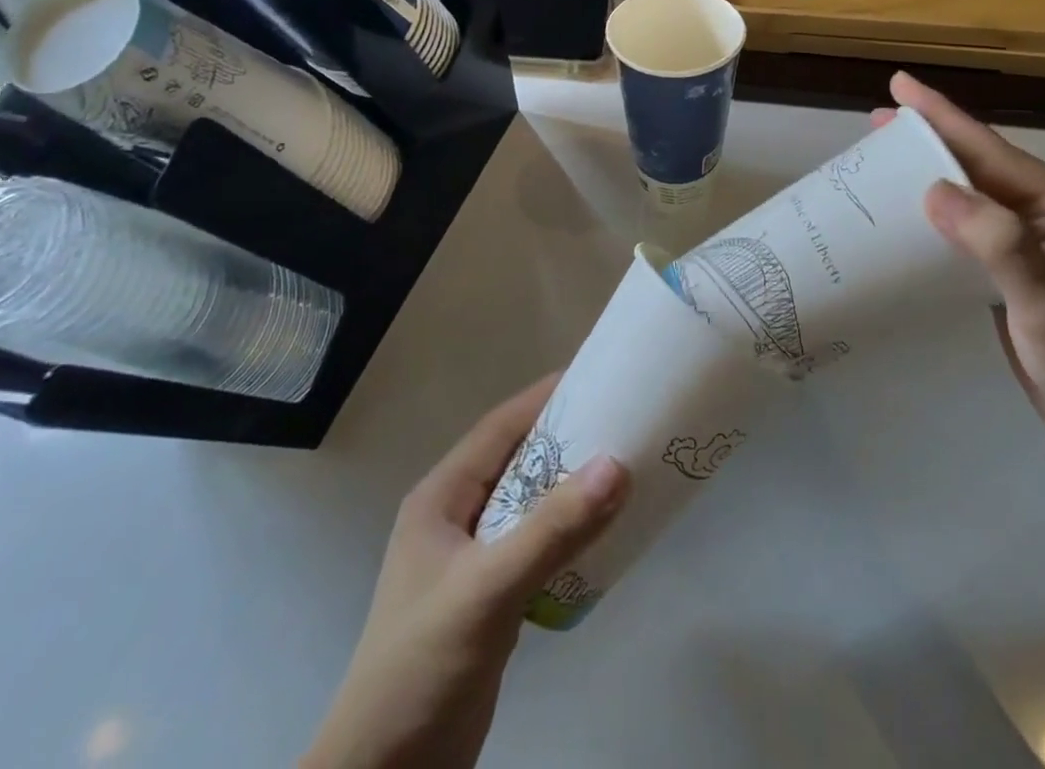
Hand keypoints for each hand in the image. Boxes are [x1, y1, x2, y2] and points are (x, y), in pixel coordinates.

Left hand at [301, 378, 630, 768]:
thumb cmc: (421, 668)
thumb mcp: (487, 591)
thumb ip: (552, 530)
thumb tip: (616, 463)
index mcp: (442, 497)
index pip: (500, 427)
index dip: (545, 398)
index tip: (597, 376)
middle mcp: (455, 517)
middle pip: (518, 461)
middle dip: (566, 441)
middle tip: (623, 422)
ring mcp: (470, 560)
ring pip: (530, 504)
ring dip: (570, 489)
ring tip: (624, 470)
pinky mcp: (488, 599)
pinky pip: (535, 546)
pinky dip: (567, 534)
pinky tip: (603, 536)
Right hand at [882, 72, 1044, 479]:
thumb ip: (1000, 245)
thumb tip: (934, 190)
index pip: (991, 150)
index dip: (942, 116)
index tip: (898, 85)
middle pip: (976, 163)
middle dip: (926, 139)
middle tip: (873, 123)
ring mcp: (1028, 242)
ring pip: (967, 193)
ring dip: (924, 174)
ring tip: (878, 161)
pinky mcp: (1011, 271)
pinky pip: (964, 227)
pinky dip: (930, 214)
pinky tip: (903, 216)